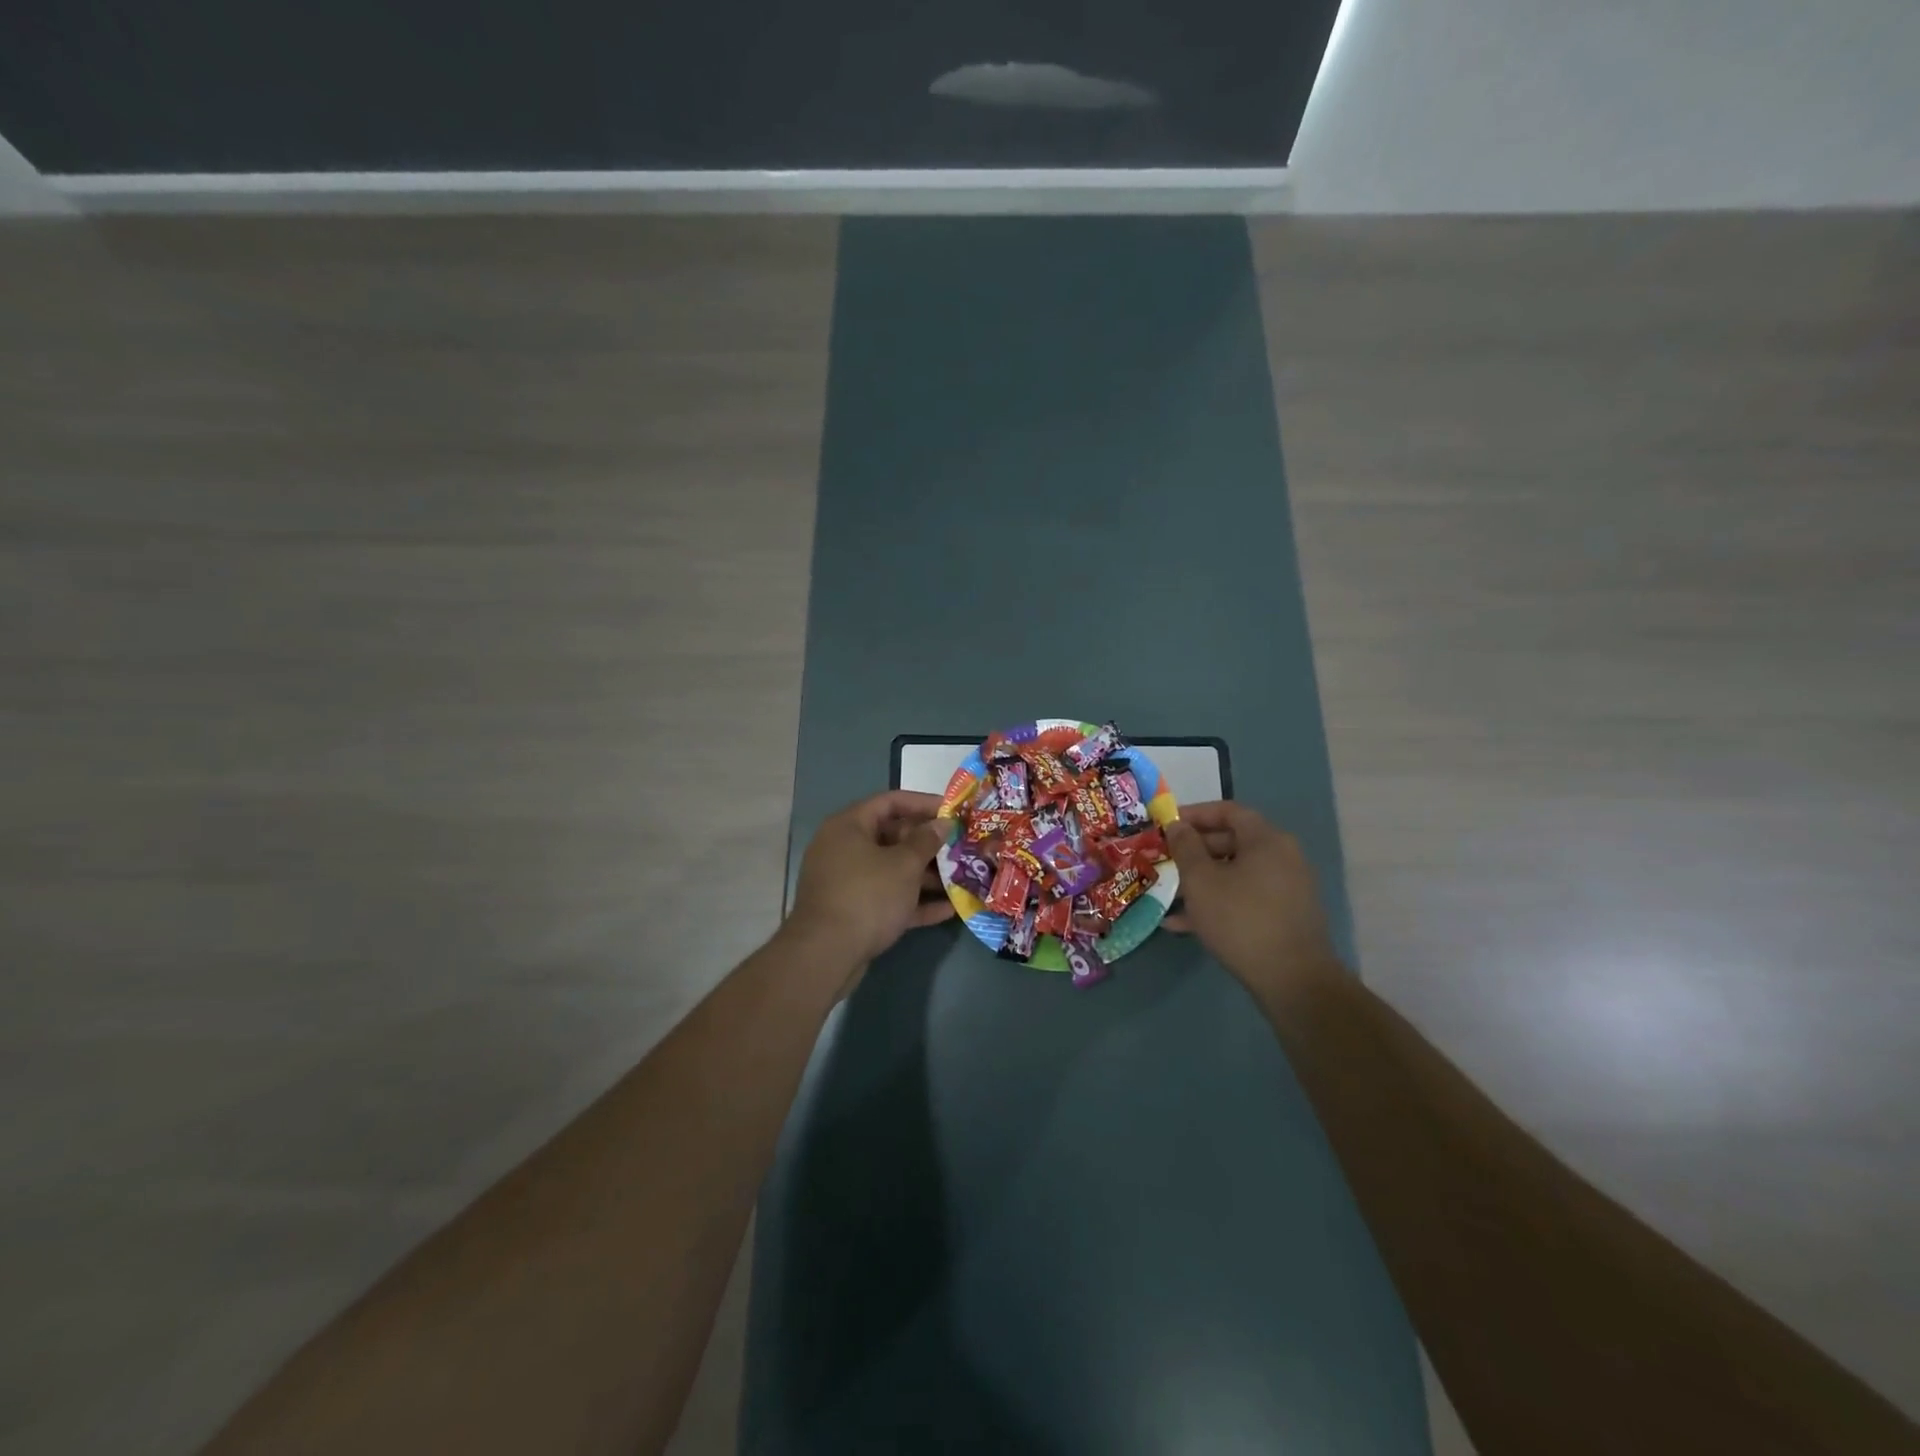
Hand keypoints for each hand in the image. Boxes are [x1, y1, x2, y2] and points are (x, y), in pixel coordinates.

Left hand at [786, 790, 954, 973]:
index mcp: (849, 826)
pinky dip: (914, 901)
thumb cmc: (867, 896)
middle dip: (929, 844)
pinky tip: (949, 909)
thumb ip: (926, 841)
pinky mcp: (854, 911)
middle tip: (961, 847)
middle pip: (892, 837)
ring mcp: (847, 882)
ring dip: (926, 875)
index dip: (923, 803)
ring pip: (892, 870)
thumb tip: (943, 823)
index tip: (953, 811)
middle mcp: (844, 848)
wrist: (826, 954)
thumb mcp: (903, 864)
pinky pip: (888, 898)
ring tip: (962, 879)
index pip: (890, 802)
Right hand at [1164, 801, 1342, 999]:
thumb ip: (1185, 847)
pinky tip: (1184, 924)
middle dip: (1193, 851)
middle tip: (1164, 860)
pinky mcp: (1283, 916)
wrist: (1293, 980)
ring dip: (1201, 880)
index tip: (1166, 825)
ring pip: (1235, 874)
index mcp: (1266, 840)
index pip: (1228, 811)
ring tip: (1168, 894)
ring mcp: (1286, 888)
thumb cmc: (1241, 919)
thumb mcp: (1201, 880)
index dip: (1194, 814)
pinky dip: (1217, 902)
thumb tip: (1177, 825)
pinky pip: (1244, 898)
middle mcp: (1282, 857)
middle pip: (1231, 842)